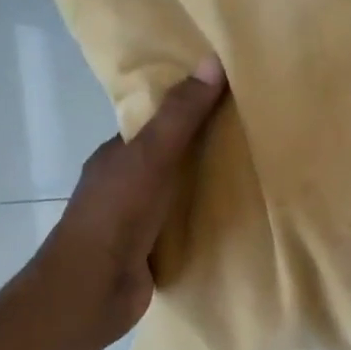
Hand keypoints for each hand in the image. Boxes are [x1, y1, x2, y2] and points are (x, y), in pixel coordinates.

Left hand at [24, 57, 227, 349]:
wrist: (92, 289)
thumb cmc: (116, 214)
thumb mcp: (151, 155)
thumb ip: (181, 115)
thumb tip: (213, 60)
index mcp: (117, 155)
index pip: (156, 124)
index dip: (188, 109)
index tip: (229, 99)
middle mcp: (125, 184)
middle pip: (171, 159)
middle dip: (205, 150)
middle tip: (255, 138)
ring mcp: (137, 221)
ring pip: (179, 196)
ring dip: (208, 189)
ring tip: (257, 175)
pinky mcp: (152, 253)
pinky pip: (185, 229)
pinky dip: (207, 223)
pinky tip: (240, 219)